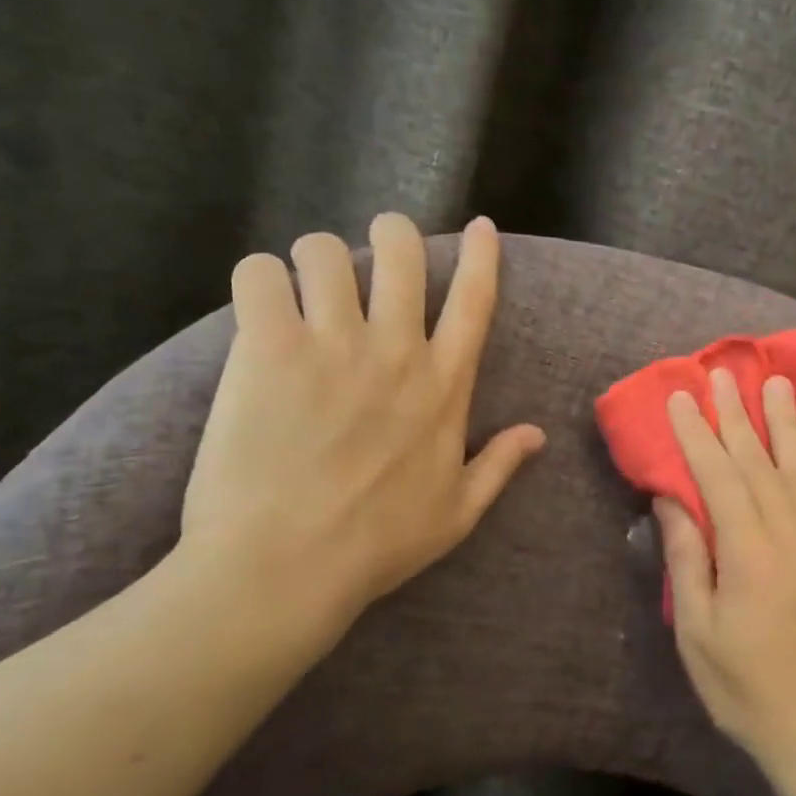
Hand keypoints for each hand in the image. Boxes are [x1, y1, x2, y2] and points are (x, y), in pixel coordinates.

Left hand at [179, 213, 545, 648]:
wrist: (285, 569)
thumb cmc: (376, 545)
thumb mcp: (458, 513)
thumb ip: (500, 466)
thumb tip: (537, 434)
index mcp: (444, 386)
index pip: (475, 300)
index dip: (481, 254)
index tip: (480, 226)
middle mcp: (396, 350)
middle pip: (401, 250)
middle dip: (390, 235)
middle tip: (369, 258)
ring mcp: (333, 345)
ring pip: (325, 251)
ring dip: (315, 263)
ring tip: (301, 291)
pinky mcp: (269, 348)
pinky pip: (260, 273)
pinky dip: (259, 281)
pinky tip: (258, 308)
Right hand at [654, 366, 795, 781]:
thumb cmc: (745, 687)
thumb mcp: (697, 631)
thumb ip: (687, 559)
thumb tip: (671, 499)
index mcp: (749, 553)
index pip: (718, 477)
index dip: (696, 434)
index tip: (679, 398)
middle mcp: (790, 535)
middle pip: (758, 462)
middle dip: (737, 415)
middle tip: (723, 374)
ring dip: (784, 423)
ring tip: (776, 384)